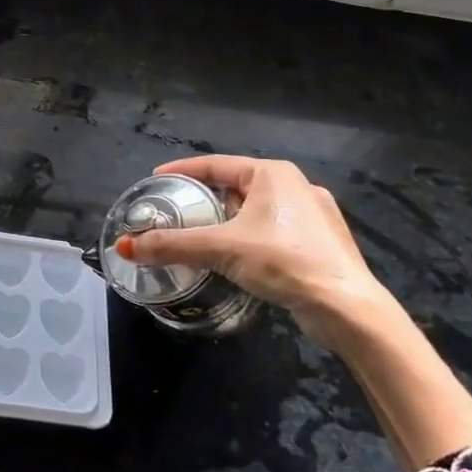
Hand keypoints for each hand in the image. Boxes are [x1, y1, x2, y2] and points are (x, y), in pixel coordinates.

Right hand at [117, 156, 396, 353]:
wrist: (346, 307)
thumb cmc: (283, 261)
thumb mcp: (221, 248)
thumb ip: (172, 245)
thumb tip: (125, 246)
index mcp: (272, 173)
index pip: (215, 164)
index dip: (182, 170)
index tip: (156, 179)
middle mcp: (295, 185)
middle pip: (235, 185)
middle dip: (204, 198)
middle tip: (176, 211)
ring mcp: (313, 215)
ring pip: (255, 209)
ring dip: (227, 220)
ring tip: (201, 234)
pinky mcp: (322, 243)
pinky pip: (273, 230)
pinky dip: (249, 237)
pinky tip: (238, 256)